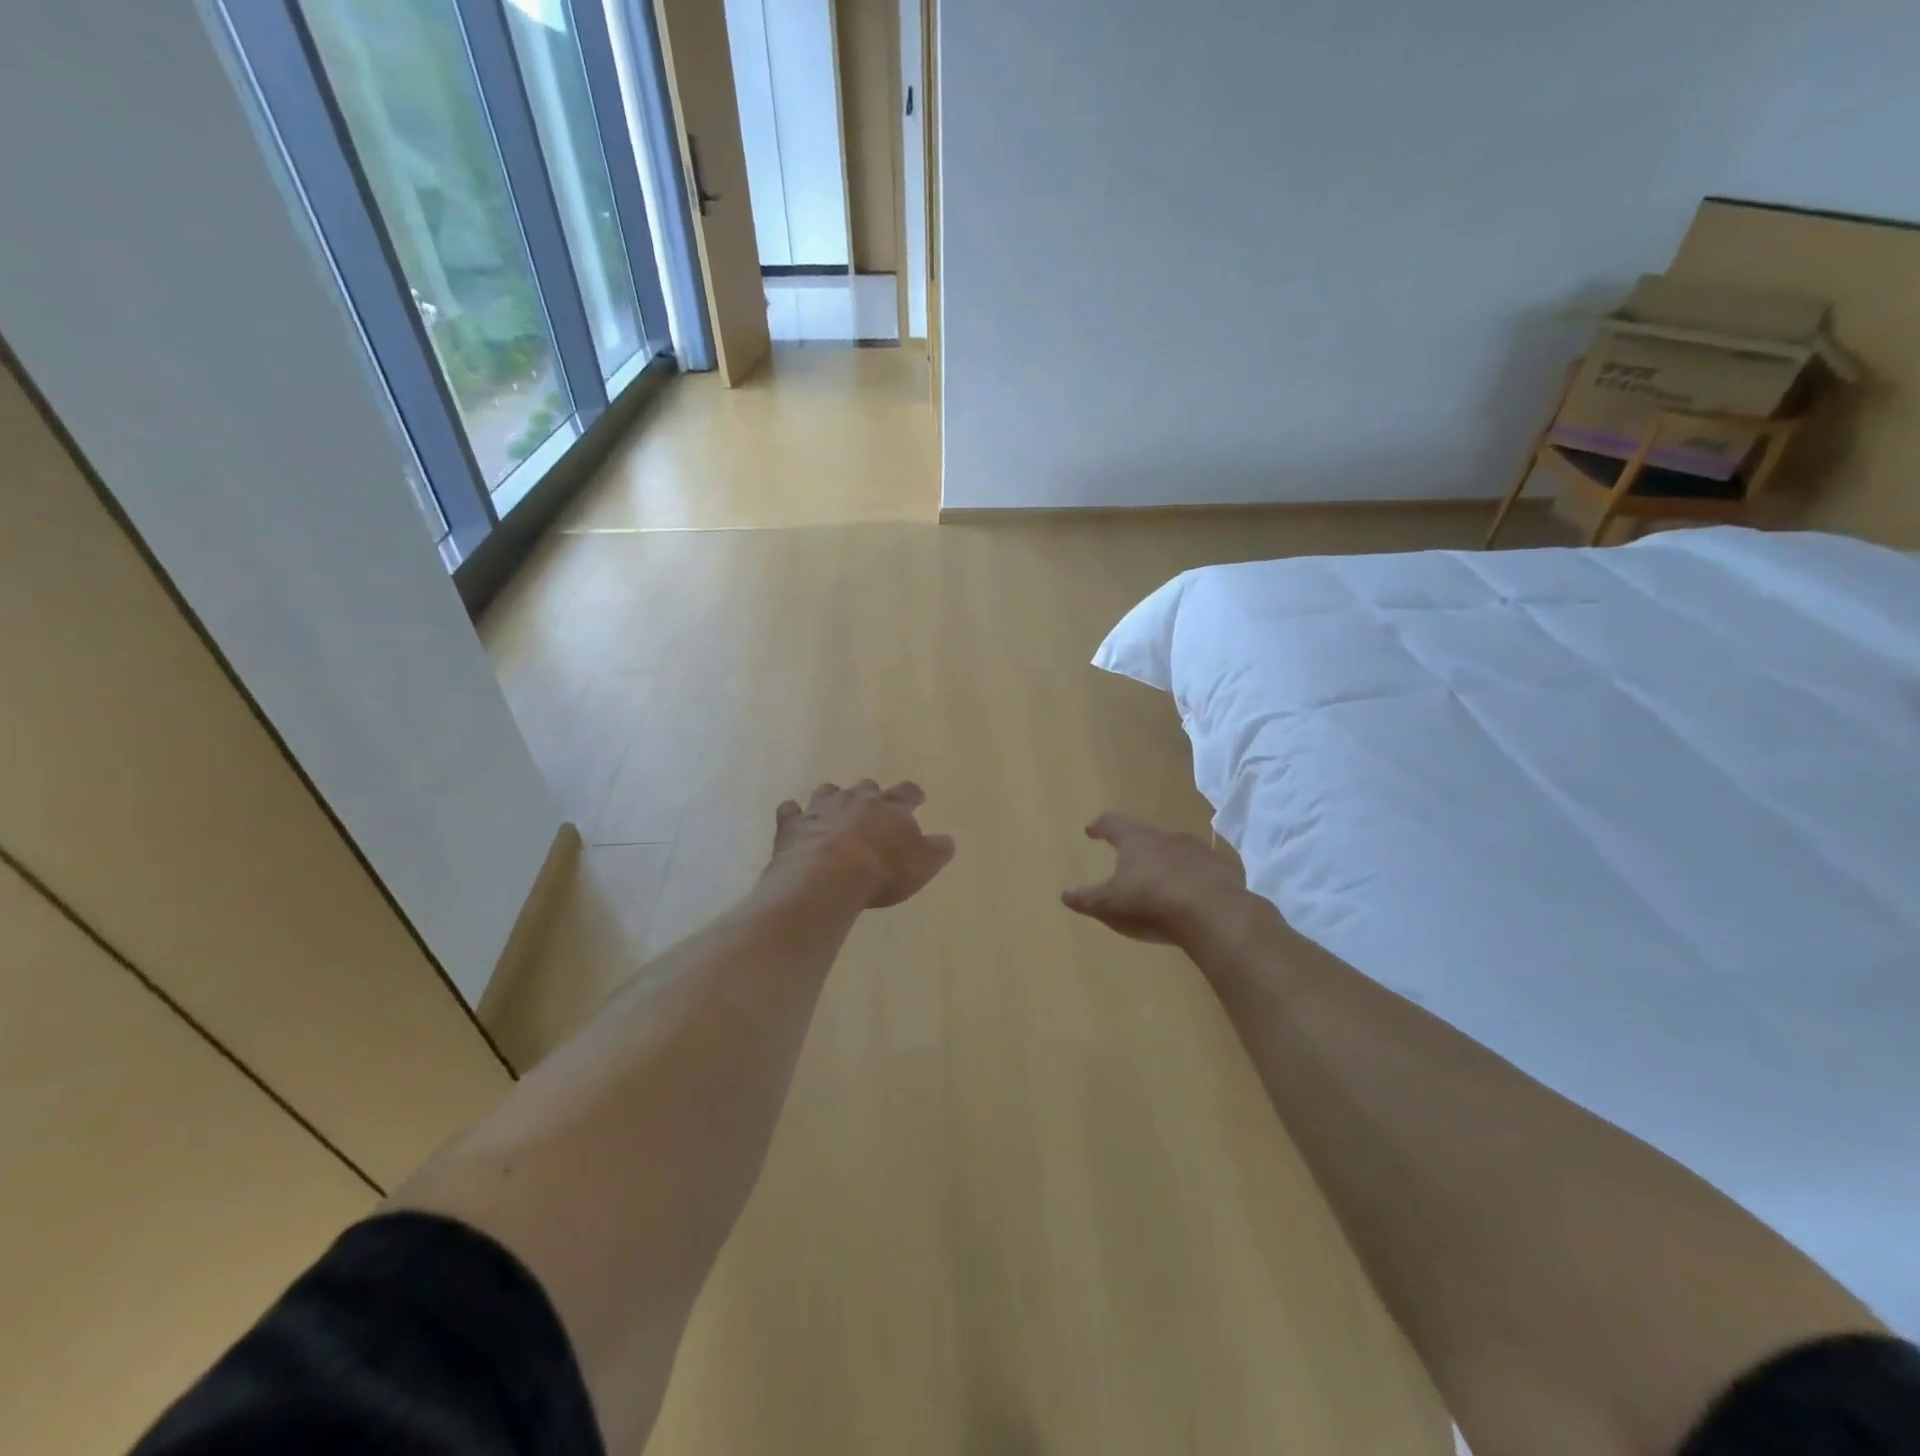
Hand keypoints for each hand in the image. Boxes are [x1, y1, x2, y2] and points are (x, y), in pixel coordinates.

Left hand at [770, 781, 955, 908]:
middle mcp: (856, 799)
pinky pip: (790, 812)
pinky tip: (794, 820)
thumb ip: (937, 850)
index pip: (907, 792)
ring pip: (828, 792)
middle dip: (871, 795)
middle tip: (873, 809)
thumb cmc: (882, 871)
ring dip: (832, 799)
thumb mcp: (922, 865)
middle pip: (866, 787)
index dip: (913, 795)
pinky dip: (794, 814)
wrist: (827, 877)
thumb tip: (948, 840)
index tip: (916, 798)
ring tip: (834, 810)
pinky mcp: (792, 825)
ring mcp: (821, 809)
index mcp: (890, 806)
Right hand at [1062, 813, 1257, 949]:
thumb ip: (1086, 899)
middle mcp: (1167, 838)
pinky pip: (1204, 871)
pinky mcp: (1223, 870)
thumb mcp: (1109, 905)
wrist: (1214, 913)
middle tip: (1129, 858)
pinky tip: (1193, 896)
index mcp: (1136, 841)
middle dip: (1137, 846)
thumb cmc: (1151, 903)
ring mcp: (1198, 852)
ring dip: (1168, 862)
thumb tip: (1065, 894)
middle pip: (1147, 836)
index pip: (1113, 824)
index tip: (1092, 829)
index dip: (1101, 826)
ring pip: (1177, 851)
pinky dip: (1194, 879)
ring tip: (1161, 880)